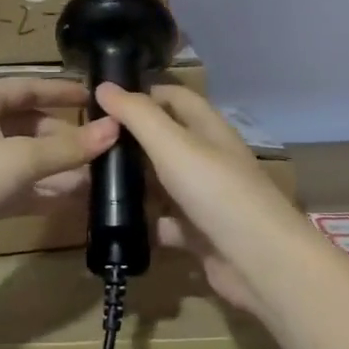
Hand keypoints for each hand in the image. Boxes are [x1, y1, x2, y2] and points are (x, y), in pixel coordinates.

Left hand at [0, 79, 119, 283]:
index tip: (96, 98)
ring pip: (24, 160)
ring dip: (57, 169)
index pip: (27, 88)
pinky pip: (16, 188)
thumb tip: (115, 130)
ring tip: (98, 178)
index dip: (62, 92)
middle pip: (28, 126)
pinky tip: (73, 200)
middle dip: (65, 139)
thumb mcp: (20, 157)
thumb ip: (69, 148)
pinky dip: (42, 192)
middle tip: (103, 150)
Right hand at [93, 83, 309, 314]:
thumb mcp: (173, 146)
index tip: (103, 99)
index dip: (144, 93)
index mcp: (209, 130)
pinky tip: (113, 224)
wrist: (260, 262)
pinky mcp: (199, 234)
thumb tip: (104, 86)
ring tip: (89, 181)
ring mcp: (205, 199)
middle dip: (131, 140)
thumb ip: (138, 116)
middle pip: (166, 141)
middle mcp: (209, 160)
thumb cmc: (217, 192)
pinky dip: (144, 224)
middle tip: (88, 142)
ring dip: (134, 183)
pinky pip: (165, 223)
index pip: (176, 98)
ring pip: (163, 184)